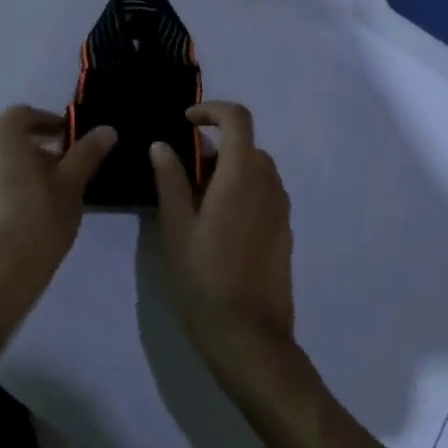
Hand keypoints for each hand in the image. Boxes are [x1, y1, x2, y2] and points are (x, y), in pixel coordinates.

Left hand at [0, 106, 115, 336]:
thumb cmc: (36, 222)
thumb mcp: (71, 186)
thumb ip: (86, 154)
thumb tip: (106, 129)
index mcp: (0, 136)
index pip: (25, 115)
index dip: (50, 123)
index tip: (71, 141)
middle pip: (9, 140)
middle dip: (38, 150)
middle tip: (65, 172)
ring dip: (21, 172)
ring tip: (48, 198)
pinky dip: (5, 192)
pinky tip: (25, 219)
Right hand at [149, 102, 298, 388]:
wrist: (249, 337)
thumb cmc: (204, 279)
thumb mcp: (176, 227)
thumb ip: (170, 181)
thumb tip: (162, 146)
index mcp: (241, 176)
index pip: (237, 119)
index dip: (212, 110)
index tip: (186, 123)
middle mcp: (268, 185)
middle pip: (247, 145)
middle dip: (217, 145)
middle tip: (184, 170)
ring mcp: (281, 210)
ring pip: (257, 170)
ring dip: (230, 169)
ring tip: (197, 200)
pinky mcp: (284, 233)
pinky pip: (265, 194)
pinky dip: (243, 190)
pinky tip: (219, 225)